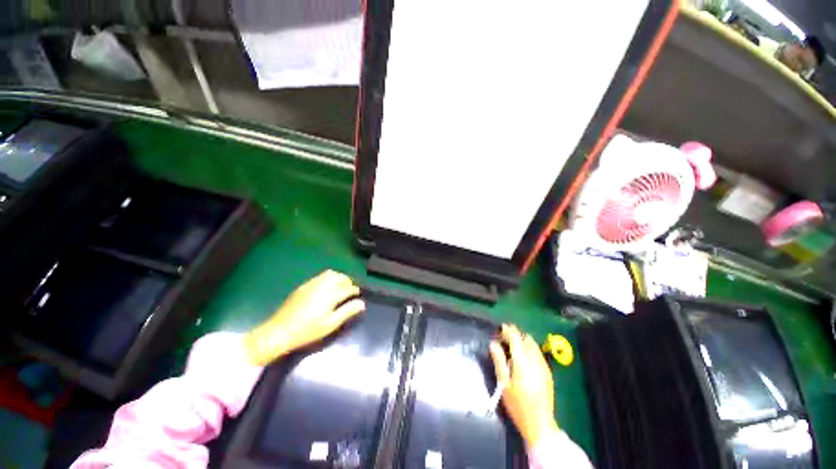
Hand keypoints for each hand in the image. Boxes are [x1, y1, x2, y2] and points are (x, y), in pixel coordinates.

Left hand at [243, 270, 365, 365]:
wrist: (280, 331)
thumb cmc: (308, 330)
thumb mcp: (331, 324)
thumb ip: (347, 311)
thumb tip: (362, 303)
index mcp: (330, 295)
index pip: (348, 288)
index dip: (355, 290)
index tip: (358, 295)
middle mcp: (322, 285)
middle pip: (339, 277)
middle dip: (347, 281)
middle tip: (349, 290)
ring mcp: (311, 284)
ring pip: (329, 274)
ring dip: (338, 278)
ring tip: (339, 287)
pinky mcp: (303, 286)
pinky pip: (319, 277)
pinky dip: (327, 279)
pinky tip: (325, 289)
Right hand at [490, 324, 559, 447]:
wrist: (540, 424)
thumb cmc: (518, 405)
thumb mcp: (504, 384)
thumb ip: (499, 361)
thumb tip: (493, 343)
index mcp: (523, 363)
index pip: (516, 339)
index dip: (509, 330)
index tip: (501, 327)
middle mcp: (535, 361)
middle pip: (526, 339)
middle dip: (516, 335)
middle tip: (505, 339)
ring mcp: (544, 366)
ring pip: (534, 345)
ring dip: (523, 341)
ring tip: (513, 347)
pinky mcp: (548, 372)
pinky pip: (538, 353)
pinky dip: (530, 349)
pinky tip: (523, 358)